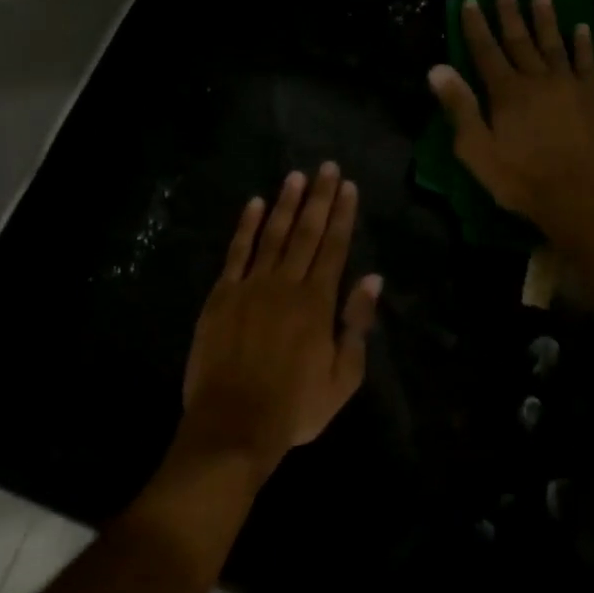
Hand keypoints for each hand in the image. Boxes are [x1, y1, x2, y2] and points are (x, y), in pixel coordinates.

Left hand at [179, 165, 381, 475]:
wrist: (234, 425)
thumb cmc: (295, 407)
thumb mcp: (344, 377)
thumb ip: (357, 325)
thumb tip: (372, 279)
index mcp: (318, 303)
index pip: (334, 247)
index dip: (342, 215)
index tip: (348, 187)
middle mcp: (286, 284)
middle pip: (306, 233)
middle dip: (319, 198)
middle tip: (326, 167)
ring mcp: (250, 287)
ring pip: (273, 235)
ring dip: (286, 204)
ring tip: (295, 176)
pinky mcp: (221, 296)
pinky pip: (236, 253)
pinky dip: (246, 227)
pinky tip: (254, 205)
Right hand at [427, 0, 593, 235]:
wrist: (579, 196)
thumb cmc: (520, 178)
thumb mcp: (476, 150)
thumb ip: (459, 108)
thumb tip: (436, 69)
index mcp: (506, 92)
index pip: (486, 51)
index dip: (476, 26)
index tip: (470, 1)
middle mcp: (537, 79)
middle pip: (520, 40)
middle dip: (510, 14)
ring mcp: (569, 85)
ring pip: (554, 44)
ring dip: (546, 19)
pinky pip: (588, 62)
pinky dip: (583, 44)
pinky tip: (581, 28)